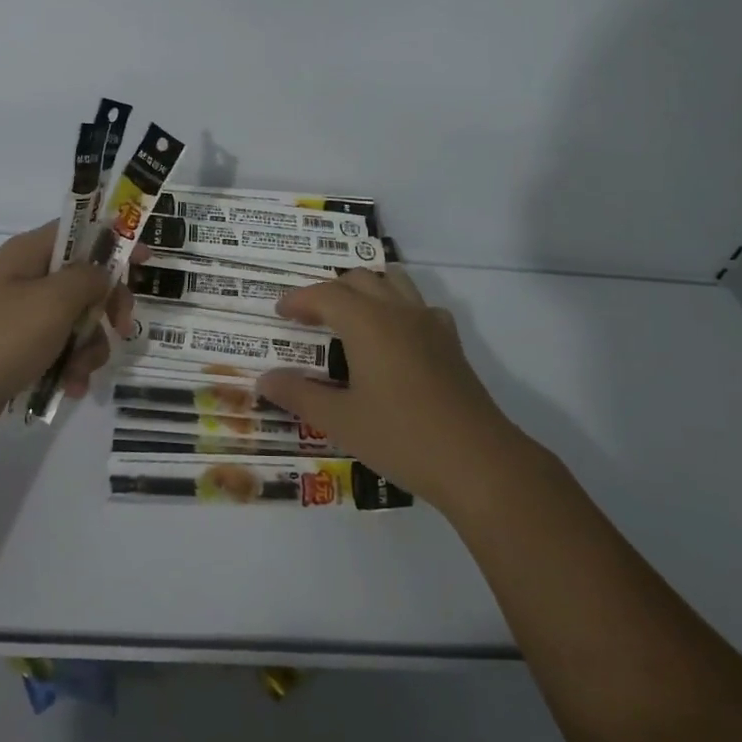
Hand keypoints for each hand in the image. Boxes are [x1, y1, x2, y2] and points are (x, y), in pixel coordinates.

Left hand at [0, 223, 131, 454]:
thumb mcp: (51, 303)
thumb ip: (88, 279)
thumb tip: (104, 270)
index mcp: (29, 255)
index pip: (81, 232)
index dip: (116, 240)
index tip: (147, 260)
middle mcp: (25, 281)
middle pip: (85, 281)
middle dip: (106, 307)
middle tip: (120, 326)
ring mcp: (20, 318)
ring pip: (77, 321)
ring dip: (89, 347)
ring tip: (78, 372)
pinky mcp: (17, 352)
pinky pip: (58, 351)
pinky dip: (69, 368)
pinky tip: (68, 389)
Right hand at [257, 268, 526, 517]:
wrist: (478, 461)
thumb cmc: (401, 437)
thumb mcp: (340, 420)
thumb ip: (299, 395)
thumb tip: (264, 380)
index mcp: (368, 323)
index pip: (326, 294)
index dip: (299, 299)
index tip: (280, 312)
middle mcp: (399, 312)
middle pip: (359, 279)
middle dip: (329, 291)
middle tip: (308, 317)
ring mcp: (431, 324)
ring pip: (394, 283)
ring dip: (366, 290)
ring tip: (348, 316)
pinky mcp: (451, 344)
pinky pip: (419, 306)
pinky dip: (398, 307)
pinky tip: (393, 338)